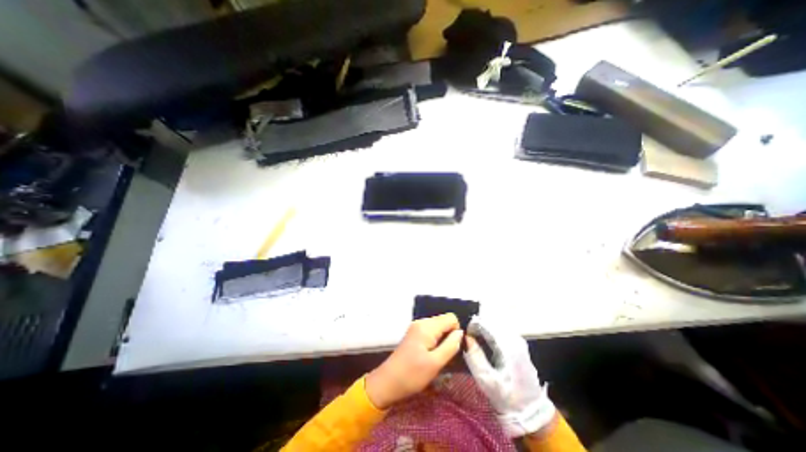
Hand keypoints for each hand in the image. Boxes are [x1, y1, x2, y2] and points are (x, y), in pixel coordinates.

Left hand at [365, 314, 458, 409]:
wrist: (387, 382)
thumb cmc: (412, 375)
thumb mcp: (435, 363)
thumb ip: (450, 346)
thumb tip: (461, 333)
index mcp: (427, 326)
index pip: (451, 318)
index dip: (456, 332)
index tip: (453, 349)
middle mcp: (421, 322)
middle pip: (444, 321)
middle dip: (450, 335)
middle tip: (446, 355)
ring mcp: (416, 327)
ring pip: (438, 327)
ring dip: (443, 339)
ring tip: (439, 356)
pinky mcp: (414, 334)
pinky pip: (431, 331)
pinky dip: (436, 341)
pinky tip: (432, 354)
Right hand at [463, 315, 558, 437]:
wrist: (532, 412)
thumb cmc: (508, 397)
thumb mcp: (488, 380)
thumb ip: (475, 357)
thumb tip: (465, 337)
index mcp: (509, 345)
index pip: (488, 323)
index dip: (474, 325)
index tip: (465, 334)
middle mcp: (515, 338)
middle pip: (492, 321)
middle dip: (478, 326)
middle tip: (467, 337)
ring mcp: (517, 341)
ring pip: (496, 325)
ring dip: (483, 329)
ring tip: (473, 339)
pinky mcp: (517, 345)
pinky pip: (500, 331)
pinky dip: (489, 333)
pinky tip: (483, 341)